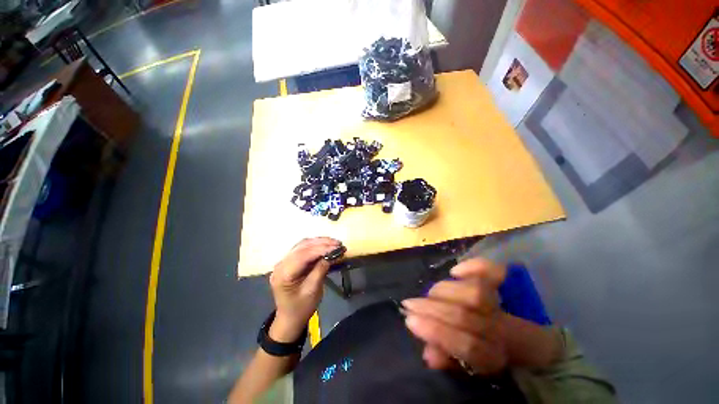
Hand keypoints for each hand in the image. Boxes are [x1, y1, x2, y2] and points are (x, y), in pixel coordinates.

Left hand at [268, 237, 340, 342]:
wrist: (290, 318)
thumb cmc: (301, 308)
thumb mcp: (313, 291)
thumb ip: (321, 270)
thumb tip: (331, 254)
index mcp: (283, 274)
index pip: (303, 255)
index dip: (321, 249)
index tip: (337, 247)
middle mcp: (281, 264)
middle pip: (302, 247)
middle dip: (322, 243)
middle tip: (338, 244)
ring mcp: (284, 261)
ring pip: (303, 244)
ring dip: (319, 242)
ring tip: (334, 243)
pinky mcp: (290, 261)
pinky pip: (303, 248)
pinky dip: (315, 245)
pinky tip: (325, 245)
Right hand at [402, 258, 508, 374]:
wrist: (521, 338)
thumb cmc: (487, 350)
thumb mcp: (467, 366)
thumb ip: (447, 359)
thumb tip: (428, 353)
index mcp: (494, 356)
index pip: (467, 346)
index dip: (437, 332)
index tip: (410, 320)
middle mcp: (503, 330)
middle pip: (466, 315)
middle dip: (431, 308)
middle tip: (409, 304)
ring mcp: (508, 305)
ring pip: (473, 293)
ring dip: (443, 292)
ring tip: (431, 294)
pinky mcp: (508, 285)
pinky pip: (493, 271)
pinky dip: (474, 267)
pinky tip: (456, 271)